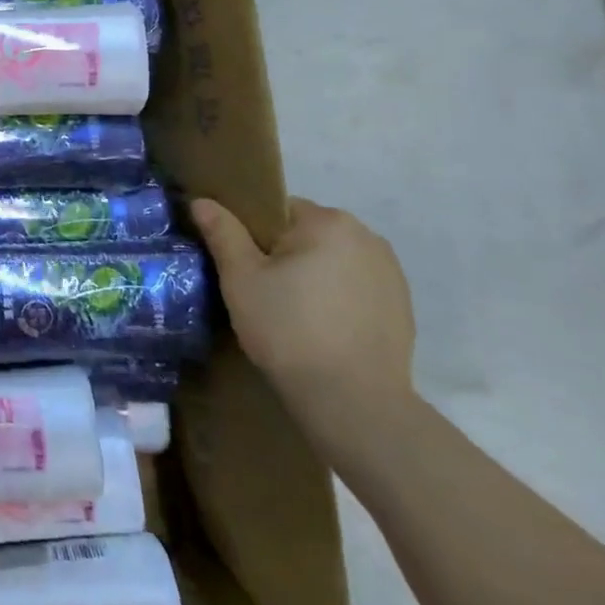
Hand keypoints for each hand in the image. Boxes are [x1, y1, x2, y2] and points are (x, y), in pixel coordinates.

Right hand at [194, 196, 416, 448]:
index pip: (276, 210)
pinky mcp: (402, 309)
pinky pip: (356, 289)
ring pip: (332, 263)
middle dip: (284, 256)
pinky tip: (323, 331)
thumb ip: (222, 233)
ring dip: (313, 278)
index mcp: (328, 221)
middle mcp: (367, 237)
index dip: (253, 236)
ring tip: (293, 316)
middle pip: (306, 235)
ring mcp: (391, 274)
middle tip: (262, 294)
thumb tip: (202, 201)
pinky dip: (337, 300)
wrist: (354, 403)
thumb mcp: (241, 278)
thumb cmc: (289, 329)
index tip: (243, 268)